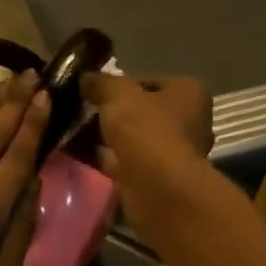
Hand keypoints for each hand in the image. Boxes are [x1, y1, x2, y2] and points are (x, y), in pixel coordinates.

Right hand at [80, 71, 213, 232]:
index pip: (151, 81)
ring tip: (76, 133)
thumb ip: (102, 82)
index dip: (122, 84)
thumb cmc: (146, 130)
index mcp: (189, 93)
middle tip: (84, 112)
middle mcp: (190, 121)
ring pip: (135, 139)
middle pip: (144, 111)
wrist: (157, 188)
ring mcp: (176, 153)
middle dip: (115, 113)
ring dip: (110, 138)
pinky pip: (128, 162)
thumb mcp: (119, 95)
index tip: (96, 91)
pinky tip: (82, 156)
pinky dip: (109, 159)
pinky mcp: (160, 179)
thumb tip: (86, 77)